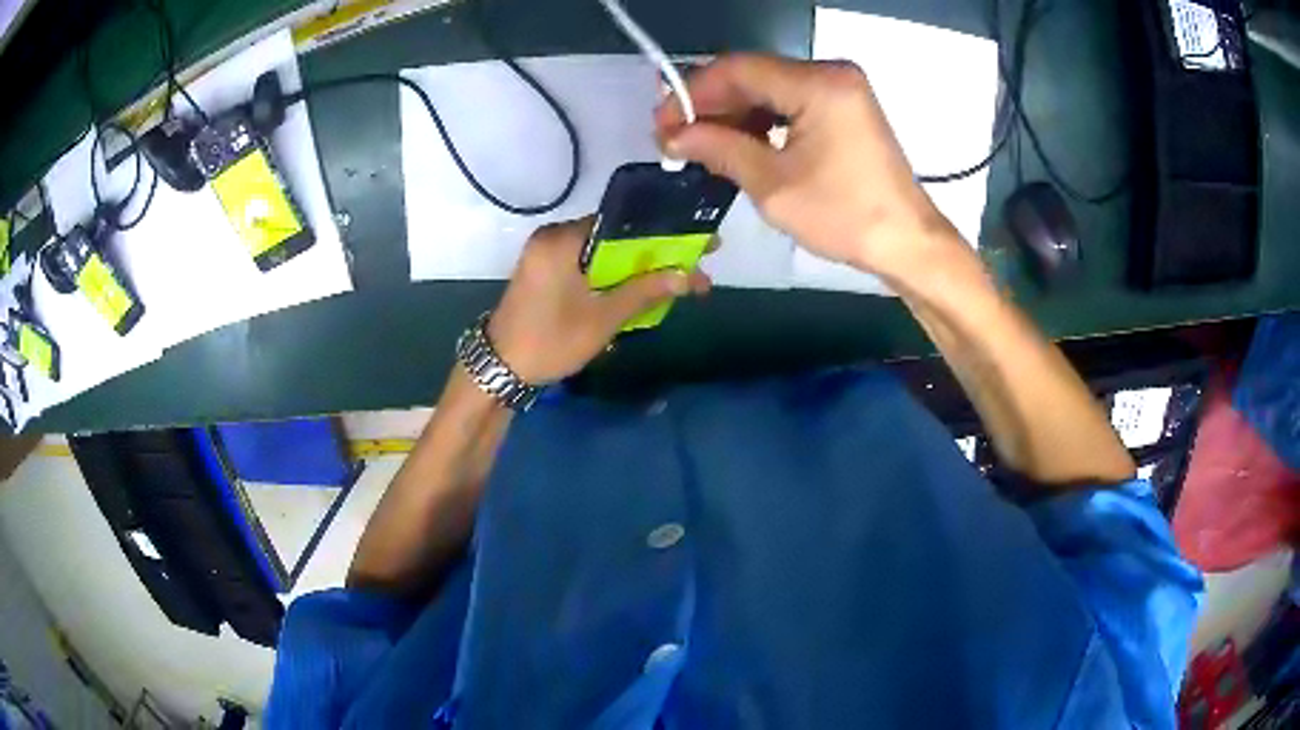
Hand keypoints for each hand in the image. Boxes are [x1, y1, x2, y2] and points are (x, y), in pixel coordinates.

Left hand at [487, 217, 710, 384]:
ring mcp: (546, 254)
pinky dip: (612, 275)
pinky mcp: (545, 271)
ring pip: (603, 252)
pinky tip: (640, 287)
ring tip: (674, 278)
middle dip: (654, 251)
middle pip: (615, 235)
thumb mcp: (602, 319)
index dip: (664, 231)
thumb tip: (689, 276)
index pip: (623, 221)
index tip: (699, 239)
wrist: (499, 370)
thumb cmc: (549, 342)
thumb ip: (644, 292)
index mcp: (562, 239)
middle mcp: (553, 237)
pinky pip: (587, 263)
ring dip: (635, 266)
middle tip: (693, 262)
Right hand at [656, 54, 959, 283]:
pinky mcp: (844, 106)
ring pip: (769, 88)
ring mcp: (840, 88)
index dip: (692, 93)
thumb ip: (718, 148)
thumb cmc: (844, 216)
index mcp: (818, 84)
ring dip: (733, 113)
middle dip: (710, 104)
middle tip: (675, 137)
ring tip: (700, 145)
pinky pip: (790, 101)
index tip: (662, 125)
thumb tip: (671, 135)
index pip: (737, 70)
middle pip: (752, 75)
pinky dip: (761, 120)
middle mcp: (830, 73)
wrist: (906, 242)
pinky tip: (738, 143)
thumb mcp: (772, 185)